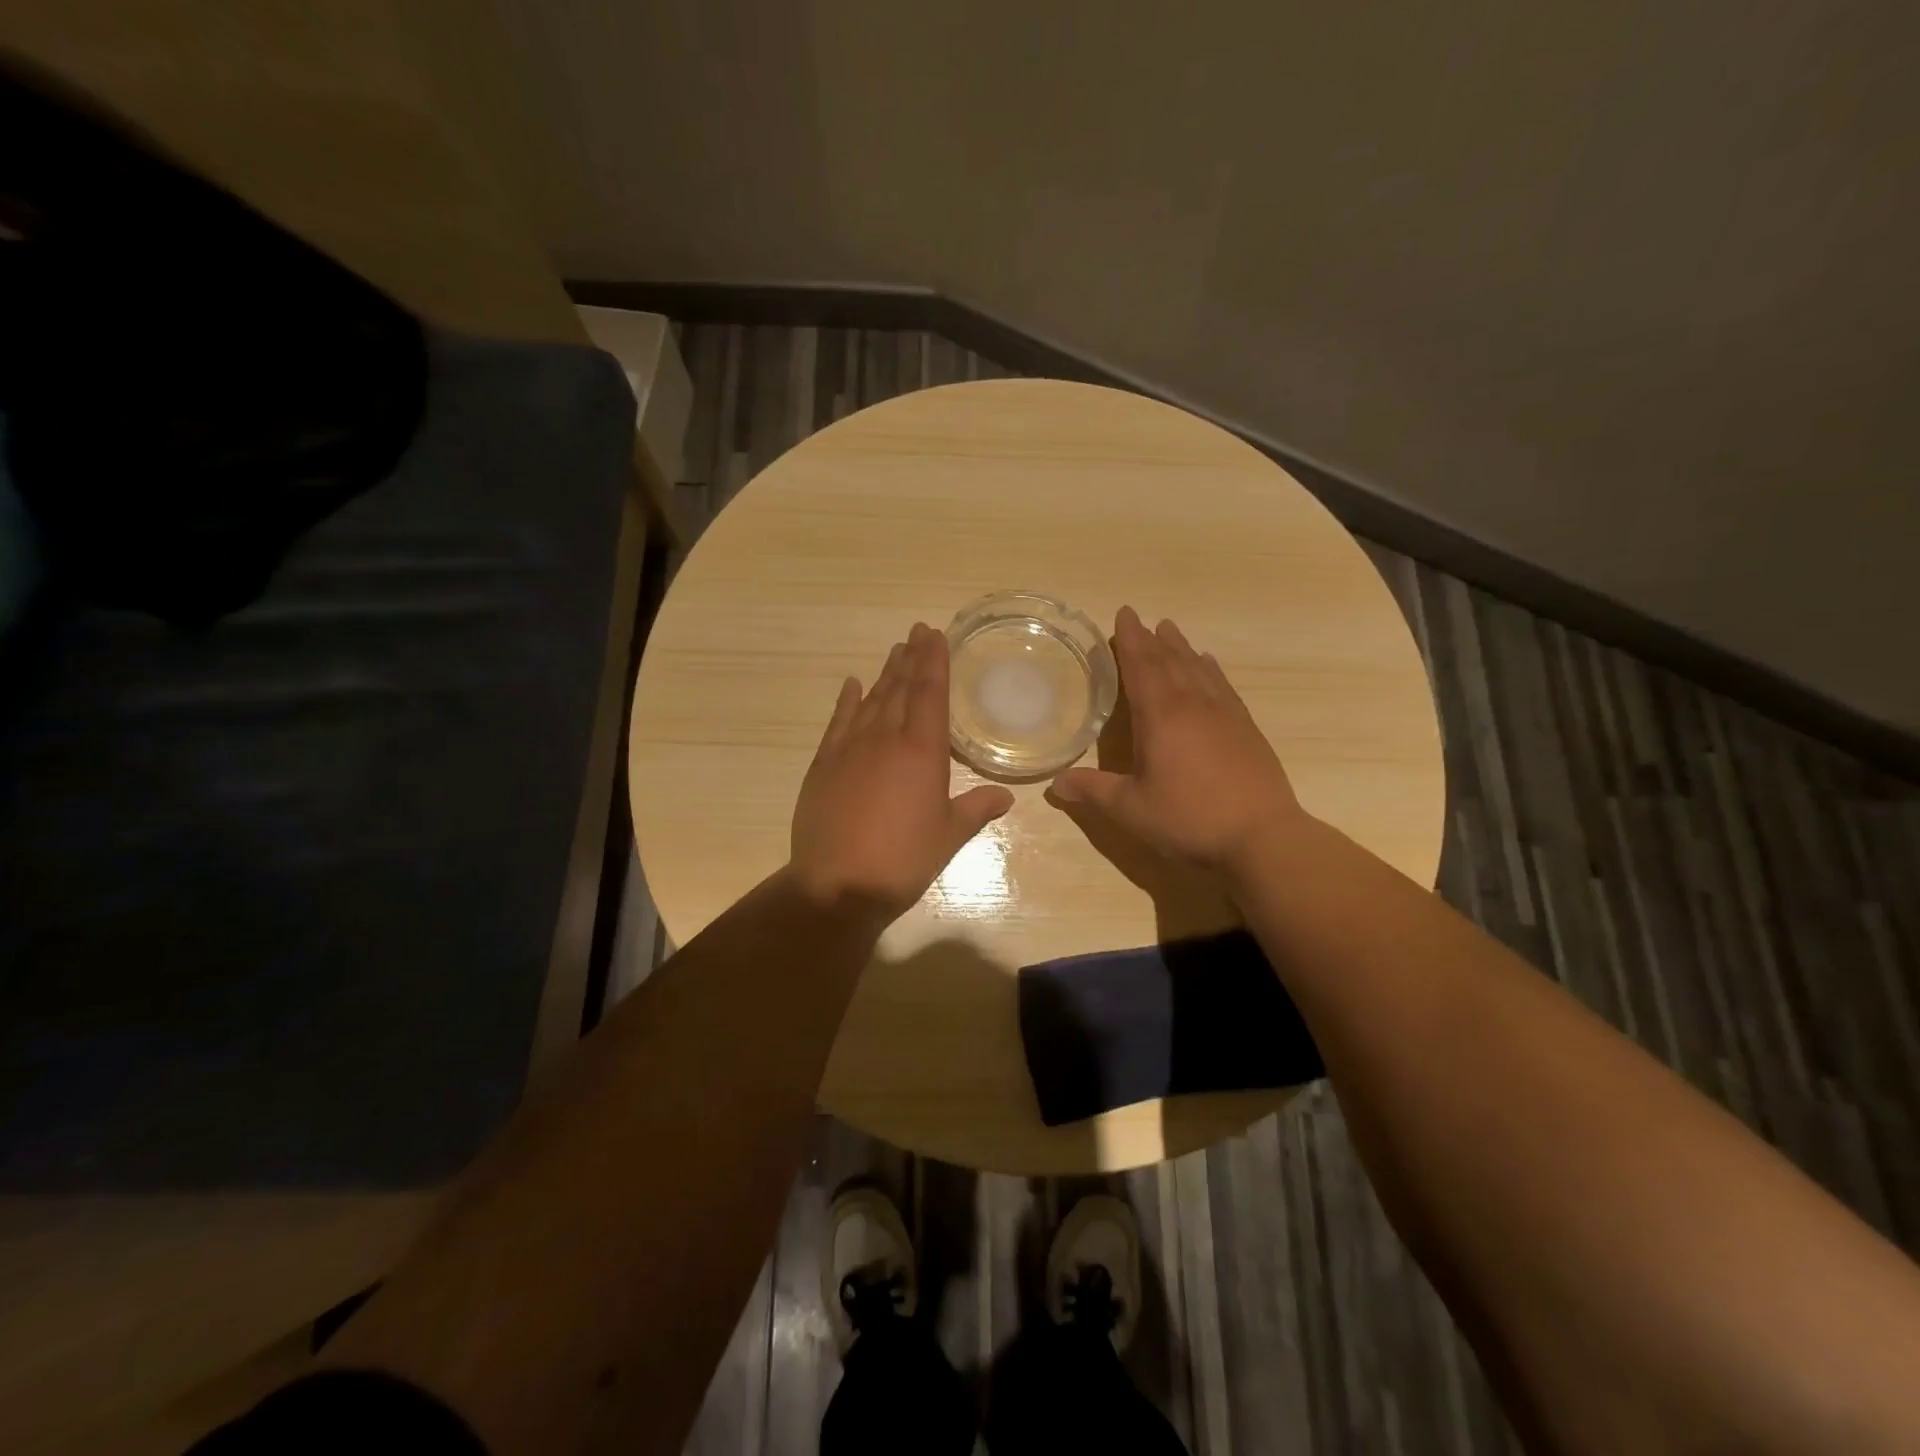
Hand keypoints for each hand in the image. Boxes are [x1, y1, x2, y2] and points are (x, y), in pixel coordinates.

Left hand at [789, 622, 1014, 920]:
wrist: (838, 884)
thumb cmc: (903, 859)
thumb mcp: (949, 836)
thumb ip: (976, 810)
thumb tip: (1005, 797)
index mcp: (922, 752)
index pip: (930, 693)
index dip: (934, 661)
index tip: (934, 634)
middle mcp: (886, 739)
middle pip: (901, 688)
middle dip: (911, 657)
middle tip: (917, 632)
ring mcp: (850, 748)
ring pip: (872, 700)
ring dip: (885, 674)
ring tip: (895, 651)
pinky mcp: (824, 764)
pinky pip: (838, 721)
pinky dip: (847, 700)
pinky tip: (853, 684)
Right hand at [1049, 607, 1306, 873]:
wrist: (1262, 836)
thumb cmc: (1189, 819)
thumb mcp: (1131, 809)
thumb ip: (1093, 792)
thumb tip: (1055, 784)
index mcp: (1161, 716)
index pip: (1141, 667)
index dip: (1130, 641)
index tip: (1124, 614)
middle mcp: (1192, 705)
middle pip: (1169, 661)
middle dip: (1151, 639)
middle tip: (1139, 619)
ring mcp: (1224, 714)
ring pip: (1197, 668)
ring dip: (1180, 647)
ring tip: (1169, 629)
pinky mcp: (1245, 728)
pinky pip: (1223, 685)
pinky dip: (1210, 669)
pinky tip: (1208, 664)